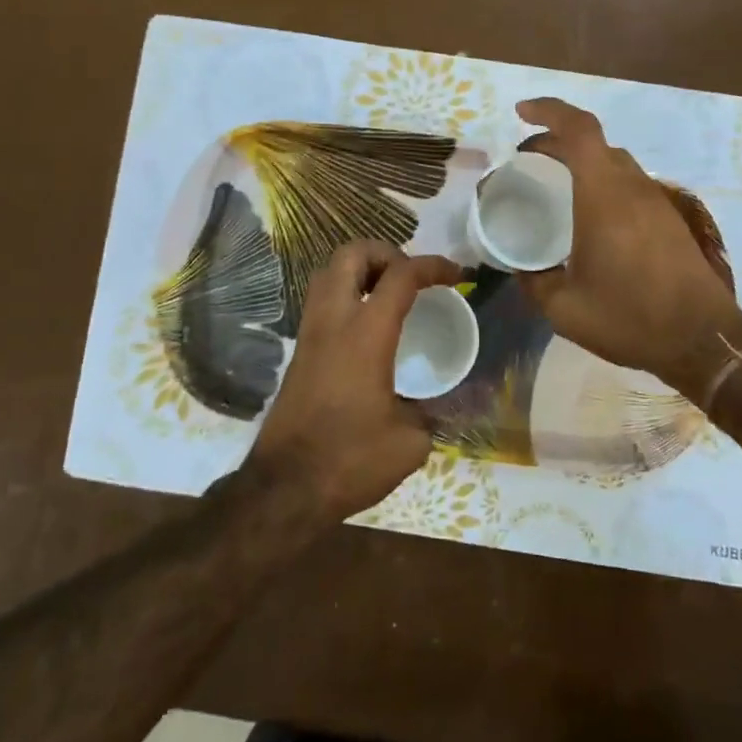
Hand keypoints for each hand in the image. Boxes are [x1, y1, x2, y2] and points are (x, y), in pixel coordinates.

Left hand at [245, 240, 461, 523]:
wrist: (284, 489)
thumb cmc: (350, 460)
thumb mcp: (410, 442)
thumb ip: (431, 413)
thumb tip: (439, 406)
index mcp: (365, 334)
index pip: (401, 276)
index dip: (433, 266)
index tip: (457, 275)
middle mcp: (333, 321)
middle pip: (351, 253)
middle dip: (386, 252)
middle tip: (411, 277)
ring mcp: (309, 334)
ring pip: (328, 272)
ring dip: (360, 269)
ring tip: (389, 294)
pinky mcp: (298, 352)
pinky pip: (320, 300)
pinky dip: (345, 293)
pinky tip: (367, 326)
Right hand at [513, 98, 741, 398]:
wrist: (704, 340)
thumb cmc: (630, 318)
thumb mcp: (565, 308)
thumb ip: (535, 283)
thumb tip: (521, 269)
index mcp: (604, 196)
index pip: (579, 130)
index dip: (549, 110)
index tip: (520, 113)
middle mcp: (632, 187)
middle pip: (595, 143)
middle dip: (557, 141)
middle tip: (528, 160)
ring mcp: (656, 201)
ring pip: (615, 163)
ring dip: (582, 163)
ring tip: (554, 186)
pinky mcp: (670, 219)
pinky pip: (630, 185)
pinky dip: (602, 183)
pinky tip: (590, 218)